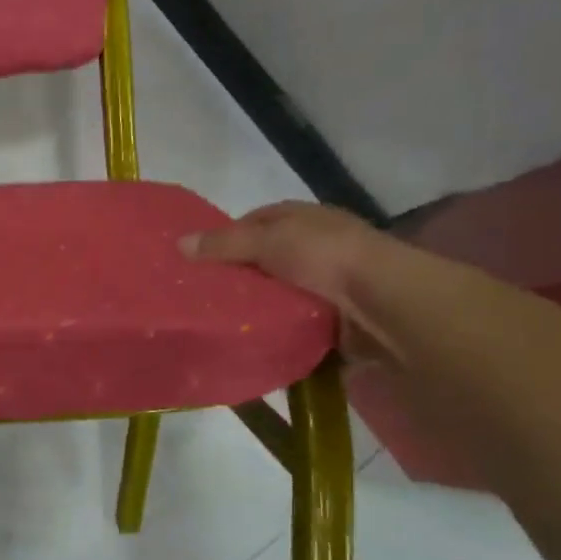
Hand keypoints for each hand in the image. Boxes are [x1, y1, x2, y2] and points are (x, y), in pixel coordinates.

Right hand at [181, 201, 393, 361]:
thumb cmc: (325, 257)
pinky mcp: (332, 319)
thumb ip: (223, 244)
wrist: (382, 303)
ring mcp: (328, 285)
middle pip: (266, 260)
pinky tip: (252, 341)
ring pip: (278, 295)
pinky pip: (294, 325)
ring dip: (257, 308)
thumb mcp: (267, 240)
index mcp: (304, 218)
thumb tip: (178, 244)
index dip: (227, 237)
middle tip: (202, 296)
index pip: (256, 221)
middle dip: (239, 276)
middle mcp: (317, 247)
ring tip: (219, 322)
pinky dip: (275, 332)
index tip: (198, 260)